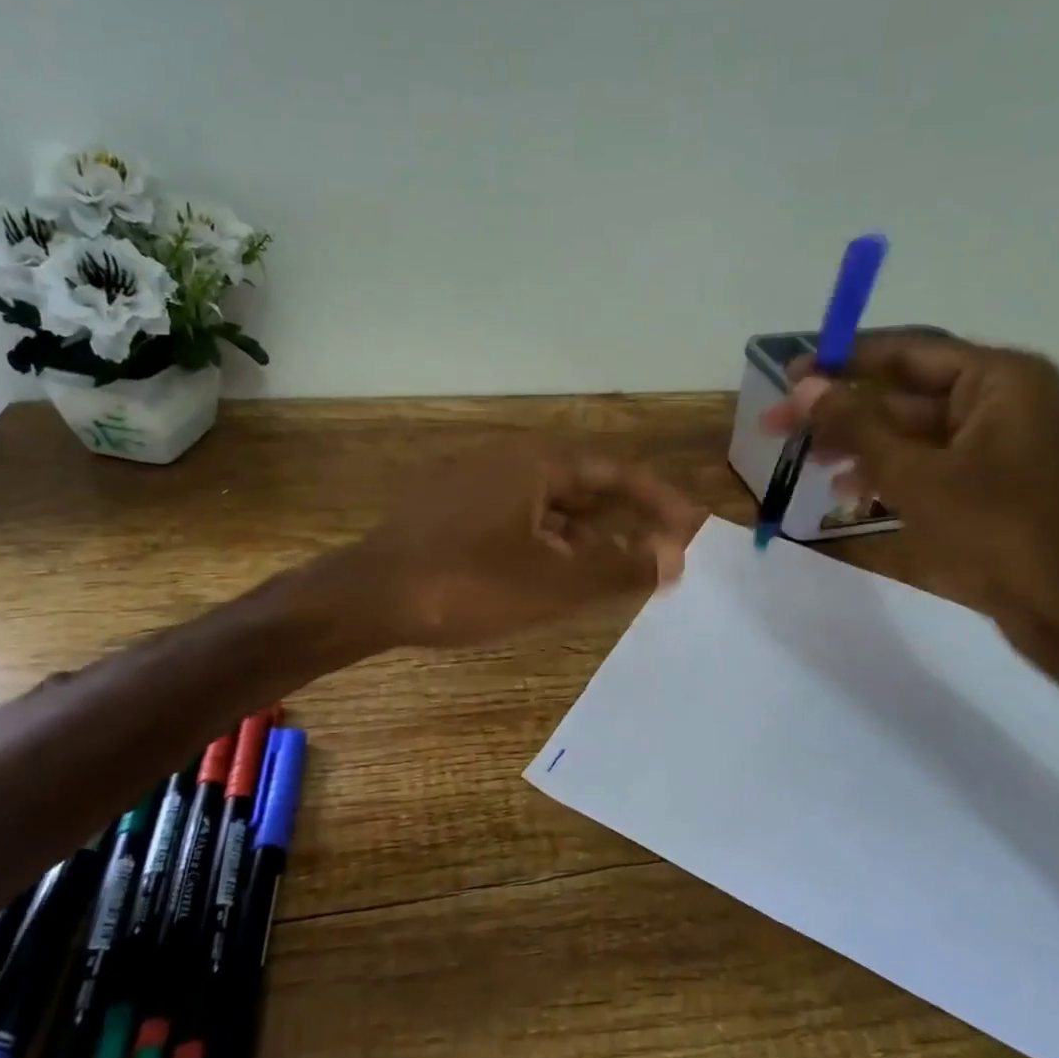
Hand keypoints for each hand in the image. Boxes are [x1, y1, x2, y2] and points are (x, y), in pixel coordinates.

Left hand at [338, 437, 702, 648]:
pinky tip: (555, 574)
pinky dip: (550, 541)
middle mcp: (509, 460)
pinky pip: (521, 517)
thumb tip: (674, 557)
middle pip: (586, 484)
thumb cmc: (466, 584)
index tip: (692, 528)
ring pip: (551, 504)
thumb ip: (619, 568)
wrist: (366, 597)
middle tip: (660, 553)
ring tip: (615, 570)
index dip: (659, 501)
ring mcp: (477, 483)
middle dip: (626, 519)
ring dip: (588, 534)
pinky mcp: (454, 509)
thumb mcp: (553, 582)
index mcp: (537, 462)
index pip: (617, 472)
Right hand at [760, 335, 1058, 643]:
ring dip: (857, 444)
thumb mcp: (912, 475)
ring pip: (910, 428)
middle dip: (842, 412)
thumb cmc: (992, 532)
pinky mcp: (992, 476)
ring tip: (807, 462)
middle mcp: (1003, 397)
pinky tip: (847, 492)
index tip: (790, 375)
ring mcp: (999, 439)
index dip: (841, 362)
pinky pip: (928, 458)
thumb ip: (856, 425)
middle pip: (903, 392)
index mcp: (1000, 379)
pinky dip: (888, 469)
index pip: (906, 352)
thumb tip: (805, 386)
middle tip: (779, 424)